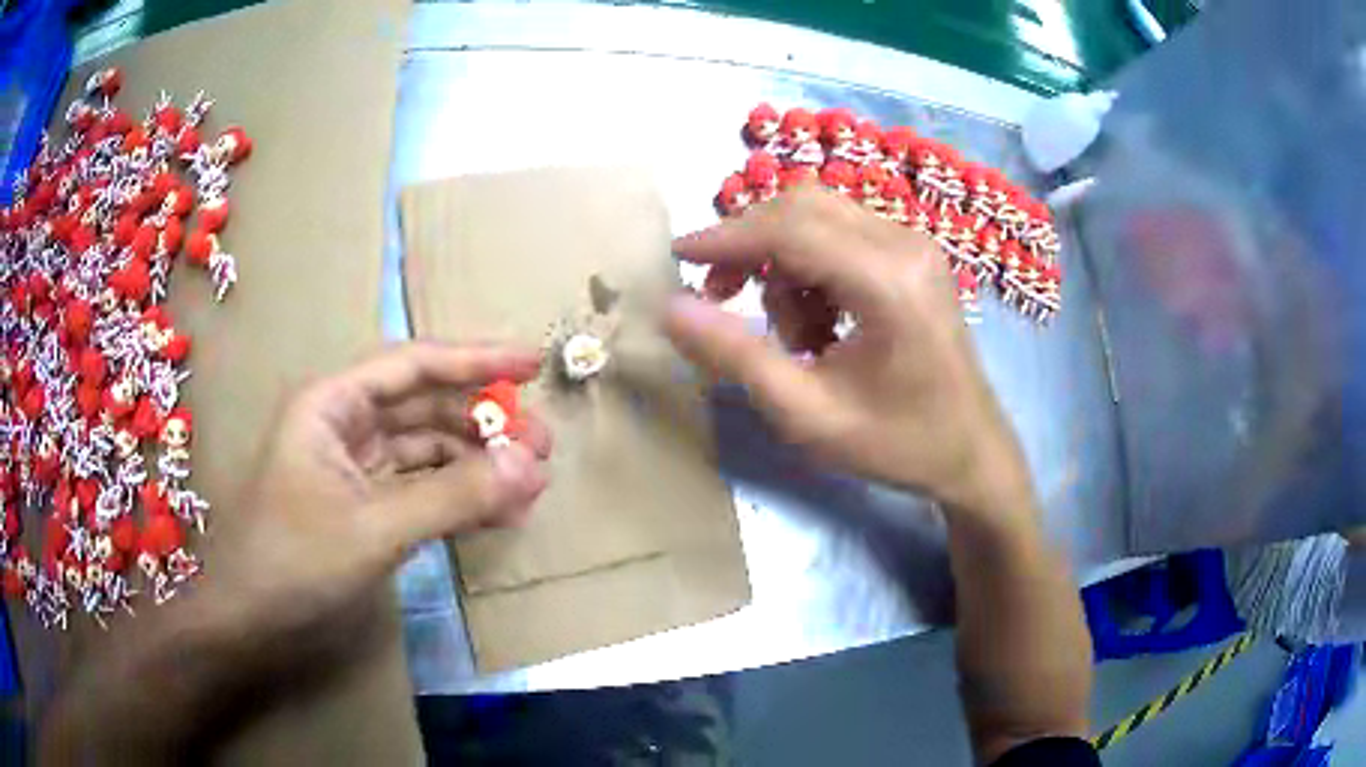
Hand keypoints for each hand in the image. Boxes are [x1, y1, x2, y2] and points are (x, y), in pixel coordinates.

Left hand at [203, 341, 551, 652]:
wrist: (248, 622)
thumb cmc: (294, 562)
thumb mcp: (375, 528)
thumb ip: (453, 496)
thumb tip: (531, 466)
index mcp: (332, 404)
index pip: (413, 365)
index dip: (475, 360)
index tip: (532, 364)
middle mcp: (342, 424)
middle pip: (424, 407)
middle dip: (482, 423)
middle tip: (542, 445)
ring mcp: (352, 467)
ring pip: (424, 450)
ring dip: (474, 464)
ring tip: (529, 484)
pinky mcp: (361, 506)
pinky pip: (418, 488)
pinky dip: (455, 497)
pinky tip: (494, 511)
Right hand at [664, 189, 1030, 514]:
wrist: (970, 451)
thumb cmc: (896, 442)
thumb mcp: (807, 414)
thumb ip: (735, 357)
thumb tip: (670, 309)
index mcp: (887, 282)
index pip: (789, 228)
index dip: (726, 237)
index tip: (677, 256)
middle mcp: (905, 243)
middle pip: (803, 206)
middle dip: (751, 244)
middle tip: (722, 296)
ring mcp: (914, 244)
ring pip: (819, 217)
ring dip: (785, 265)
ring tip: (797, 337)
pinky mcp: (913, 254)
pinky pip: (842, 235)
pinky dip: (814, 270)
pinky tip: (824, 324)